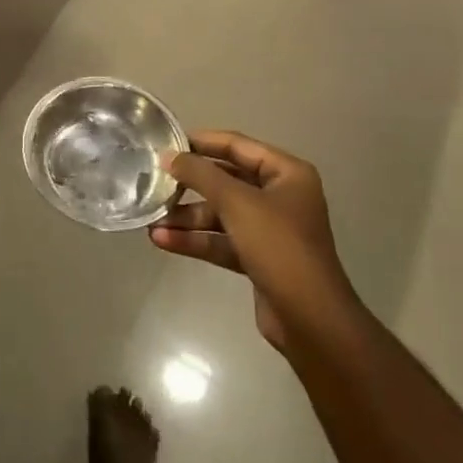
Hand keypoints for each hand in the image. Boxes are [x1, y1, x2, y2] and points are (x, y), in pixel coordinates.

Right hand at [151, 131, 352, 352]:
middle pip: (226, 180)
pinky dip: (195, 239)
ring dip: (187, 217)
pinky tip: (163, 241)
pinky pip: (221, 240)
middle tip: (154, 182)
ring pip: (220, 214)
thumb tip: (169, 156)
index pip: (237, 145)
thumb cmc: (278, 247)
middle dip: (190, 185)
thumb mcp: (237, 203)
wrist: (310, 320)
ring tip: (152, 220)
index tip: (166, 143)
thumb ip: (201, 175)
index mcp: (286, 174)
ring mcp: (269, 229)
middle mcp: (280, 196)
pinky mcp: (258, 257)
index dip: (201, 142)